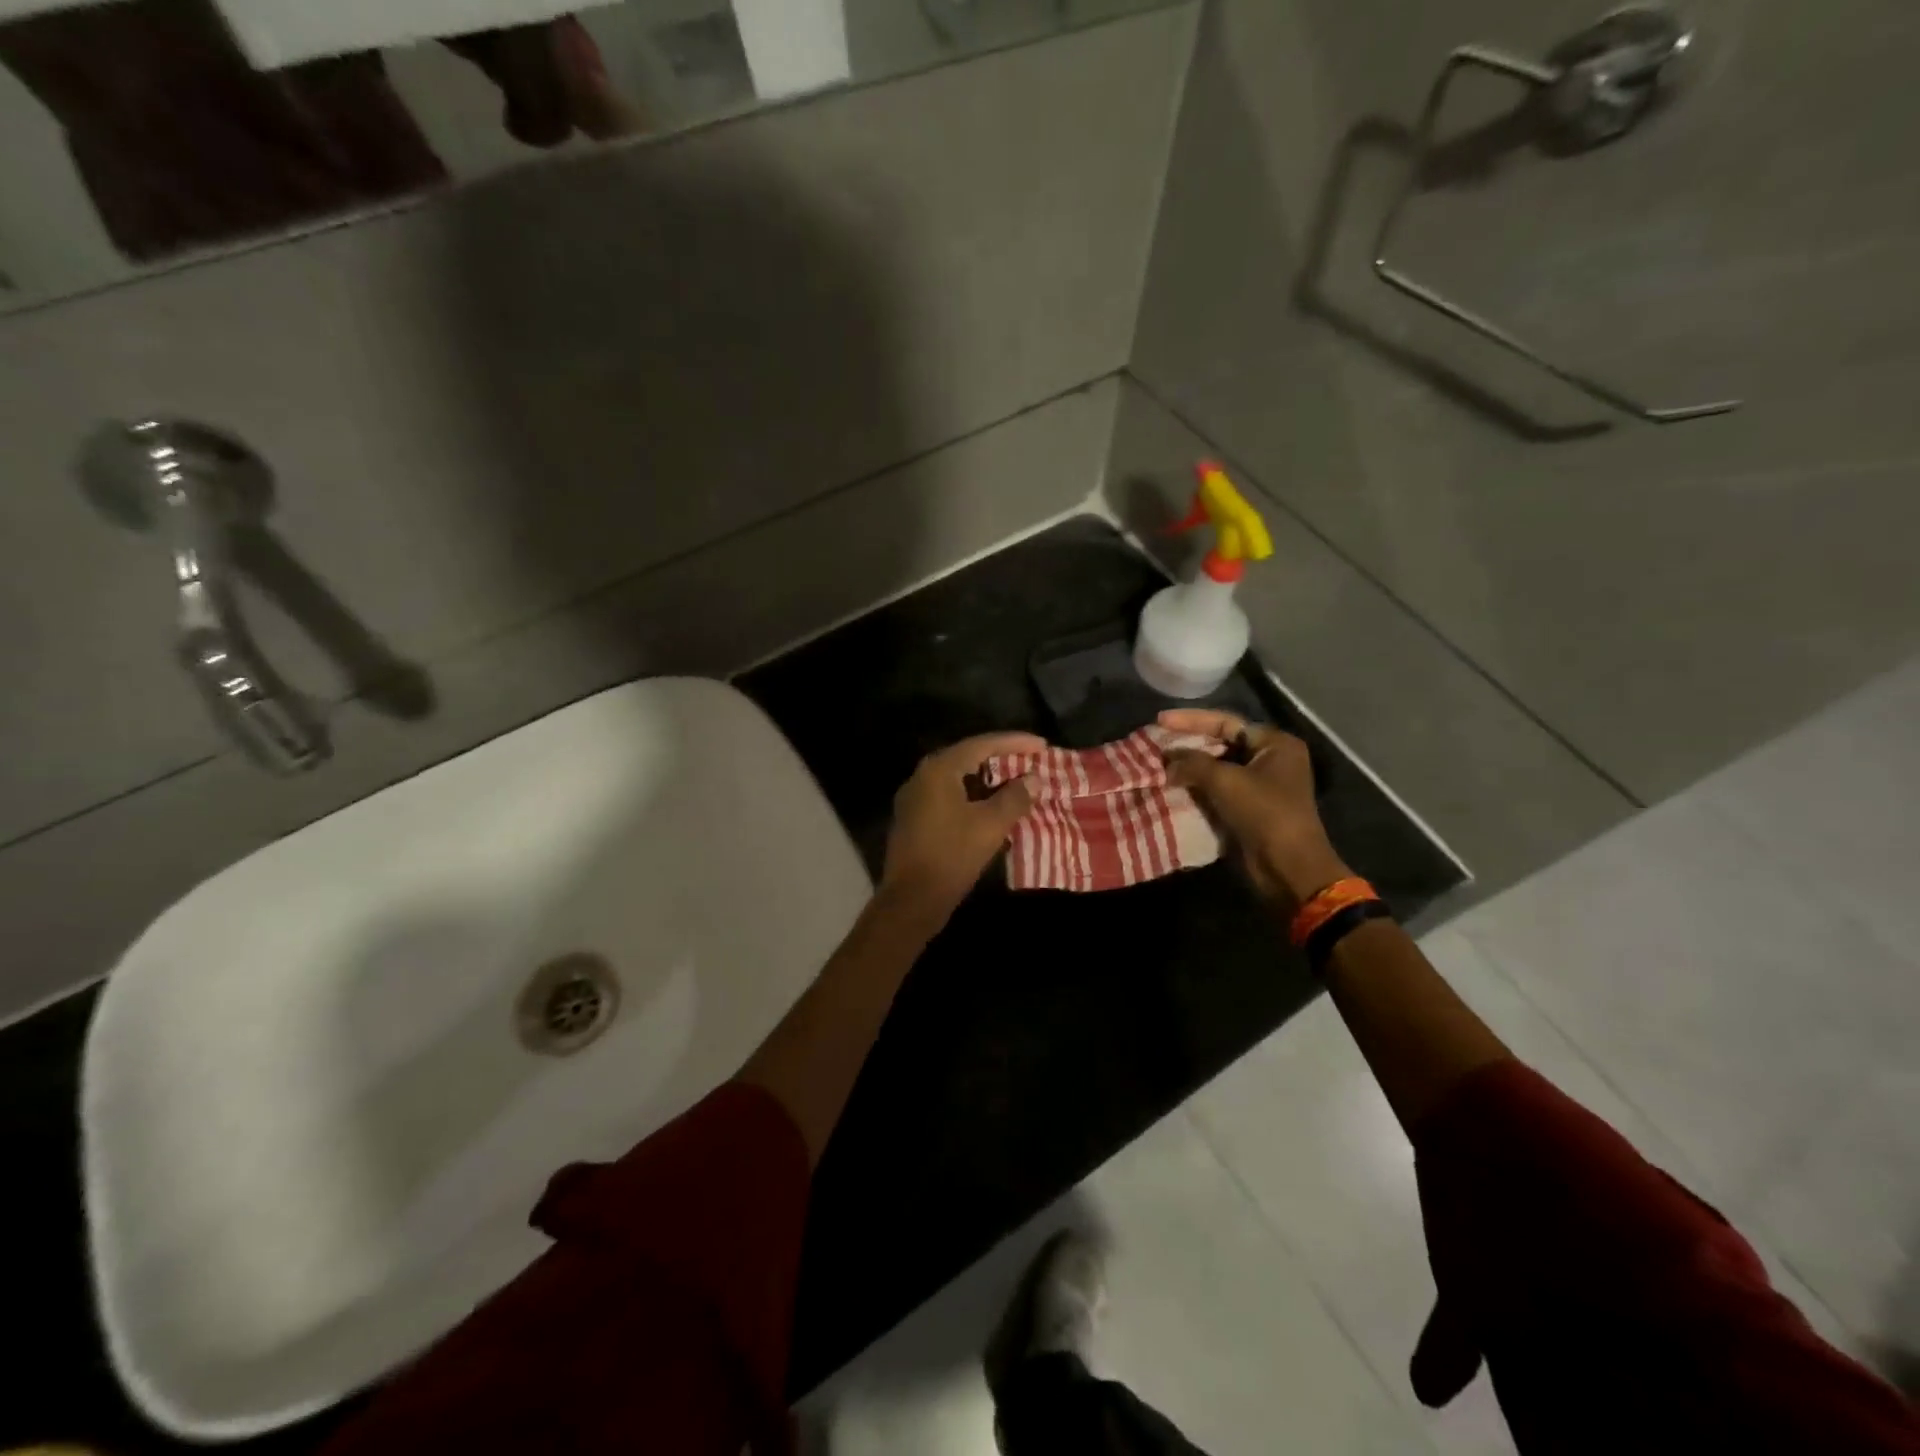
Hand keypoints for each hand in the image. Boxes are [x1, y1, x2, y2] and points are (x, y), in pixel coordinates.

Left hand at [879, 732, 1043, 917]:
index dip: (1014, 742)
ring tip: (1016, 782)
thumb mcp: (990, 826)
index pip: (981, 745)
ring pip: (957, 778)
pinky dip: (973, 795)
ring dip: (987, 779)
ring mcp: (914, 798)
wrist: (911, 900)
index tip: (1042, 745)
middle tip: (1031, 760)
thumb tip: (1034, 778)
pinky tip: (991, 806)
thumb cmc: (952, 856)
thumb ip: (1014, 797)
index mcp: (938, 770)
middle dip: (1001, 758)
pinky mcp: (914, 818)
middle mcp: (922, 776)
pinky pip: (949, 796)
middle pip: (967, 757)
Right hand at [1159, 709, 1349, 909]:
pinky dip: (1197, 787)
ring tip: (1158, 764)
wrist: (1288, 868)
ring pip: (1217, 768)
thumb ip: (1193, 763)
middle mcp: (1270, 760)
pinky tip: (1172, 786)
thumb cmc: (1265, 814)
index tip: (1160, 721)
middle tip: (1157, 743)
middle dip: (1189, 744)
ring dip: (1190, 768)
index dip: (1192, 720)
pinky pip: (1218, 790)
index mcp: (1275, 744)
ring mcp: (1260, 786)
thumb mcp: (1226, 781)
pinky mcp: (1249, 809)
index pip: (1227, 722)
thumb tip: (1167, 760)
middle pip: (1222, 743)